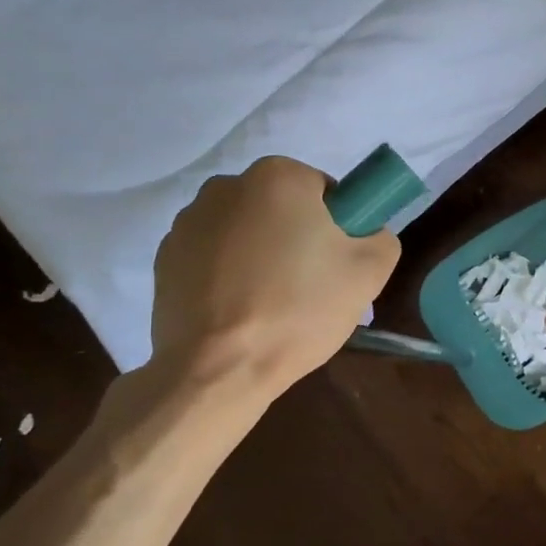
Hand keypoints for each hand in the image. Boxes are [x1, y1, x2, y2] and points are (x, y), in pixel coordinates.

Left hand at [151, 157, 399, 394]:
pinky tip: (239, 312)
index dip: (338, 226)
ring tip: (271, 304)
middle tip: (311, 287)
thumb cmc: (299, 310)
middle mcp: (226, 186)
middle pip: (280, 207)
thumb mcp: (370, 273)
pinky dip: (228, 275)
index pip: (323, 190)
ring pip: (245, 231)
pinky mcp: (164, 258)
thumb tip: (366, 234)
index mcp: (278, 177)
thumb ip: (381, 237)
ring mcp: (188, 222)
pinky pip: (212, 257)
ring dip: (260, 254)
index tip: (337, 264)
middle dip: (296, 236)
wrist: (219, 368)